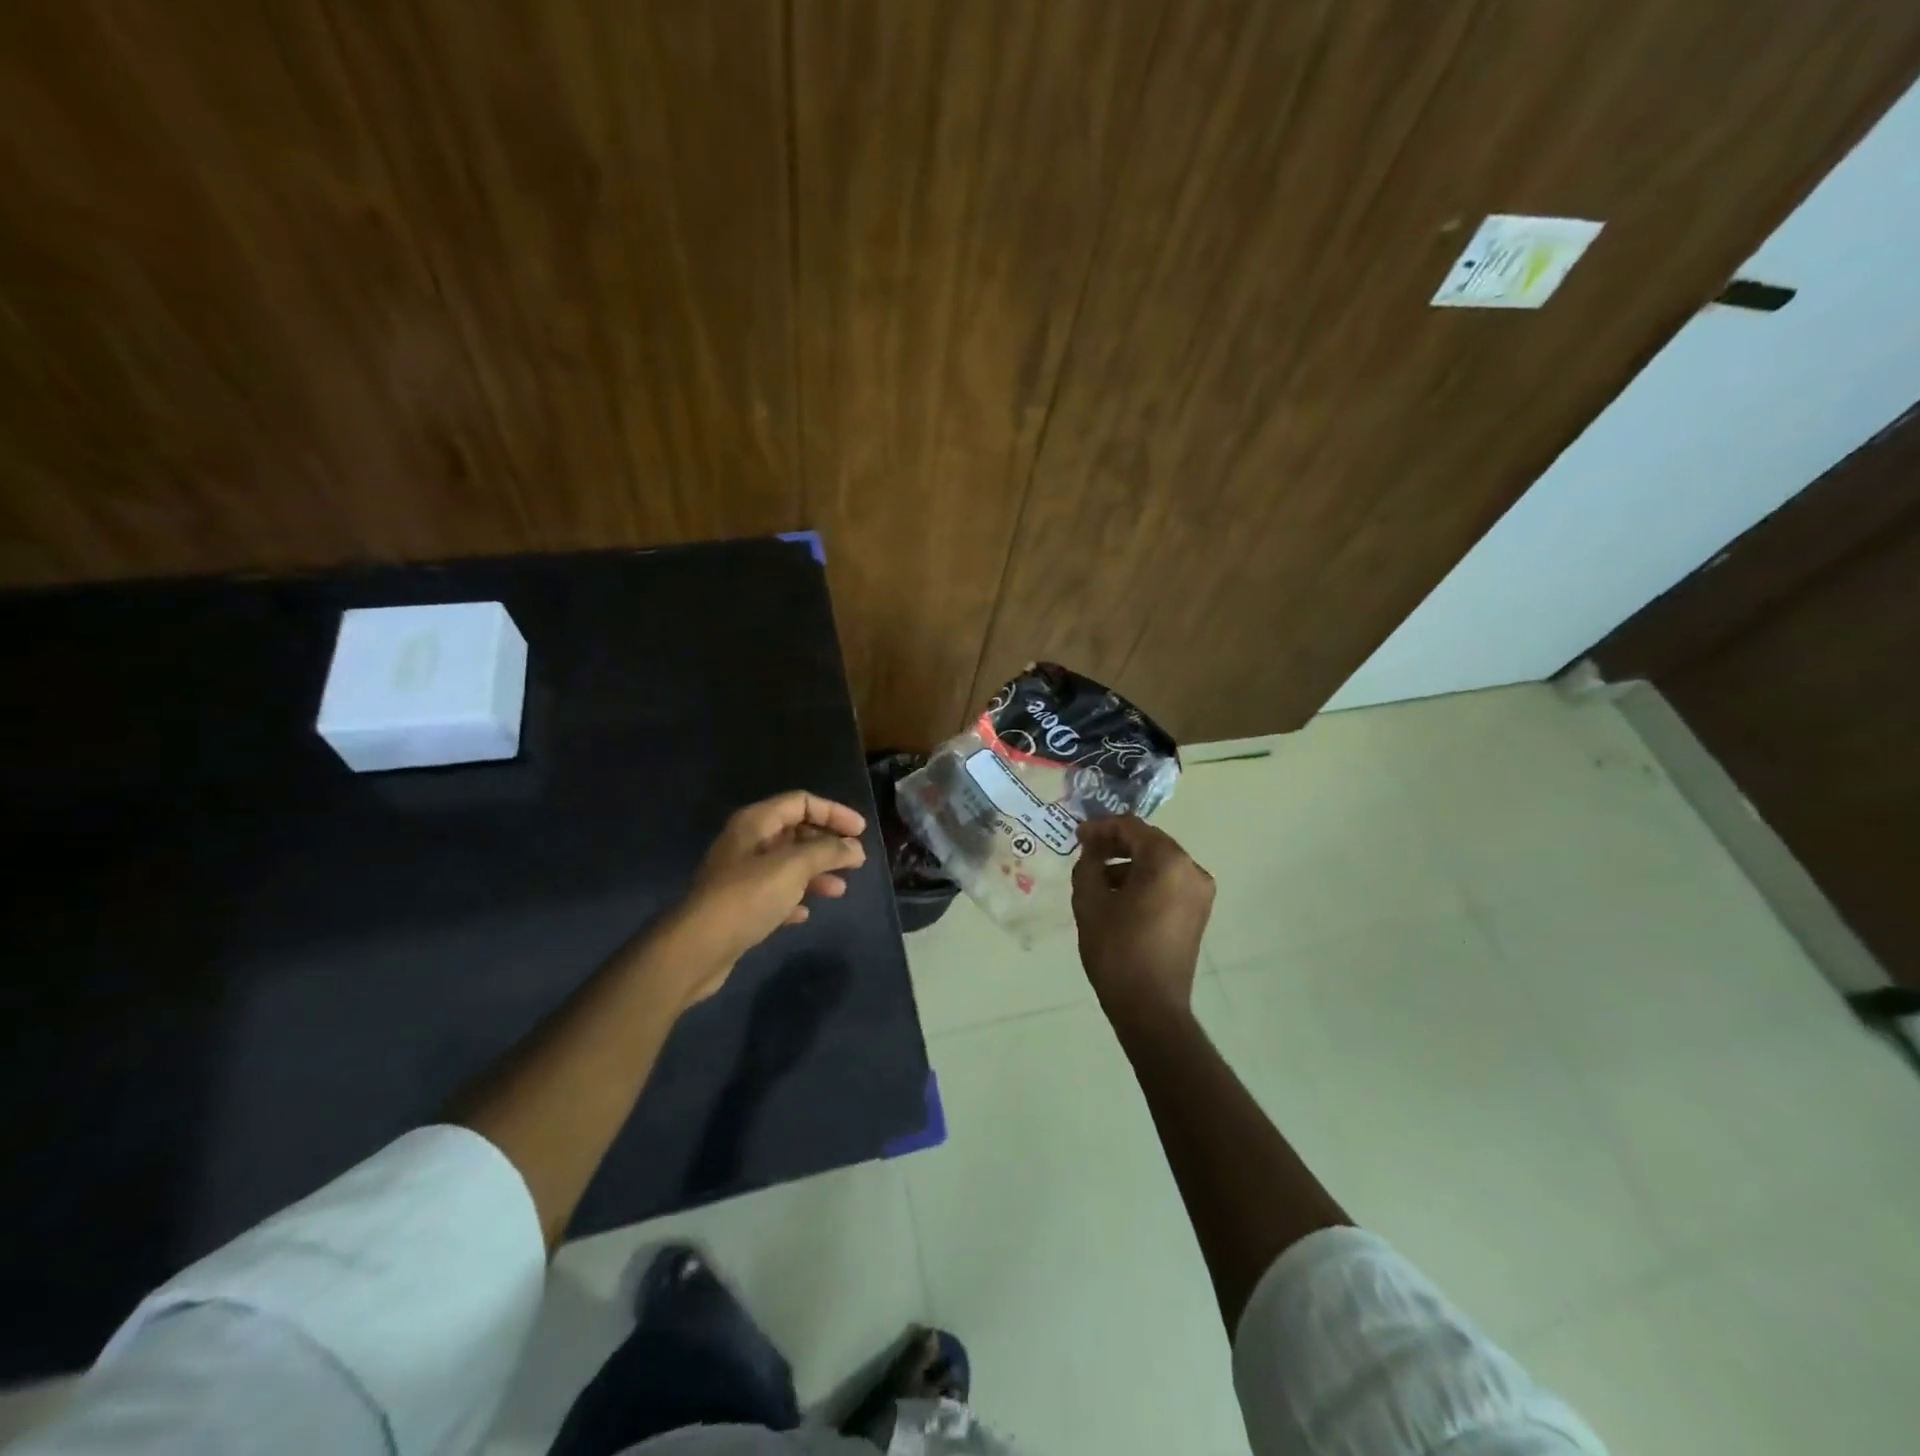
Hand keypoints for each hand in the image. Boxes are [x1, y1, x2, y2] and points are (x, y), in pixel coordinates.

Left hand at [665, 791, 867, 1003]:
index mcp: (756, 822)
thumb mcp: (793, 867)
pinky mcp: (739, 906)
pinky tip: (805, 913)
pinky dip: (794, 898)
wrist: (697, 948)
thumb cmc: (747, 897)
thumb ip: (827, 852)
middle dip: (827, 845)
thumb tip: (855, 848)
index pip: (801, 802)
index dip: (834, 812)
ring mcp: (741, 875)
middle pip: (795, 832)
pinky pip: (774, 894)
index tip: (861, 832)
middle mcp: (747, 842)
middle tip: (855, 862)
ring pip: (787, 865)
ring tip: (839, 890)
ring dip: (816, 873)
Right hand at [1071, 815, 1214, 1024]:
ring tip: (1096, 876)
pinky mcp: (1197, 914)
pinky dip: (1143, 881)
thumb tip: (1092, 851)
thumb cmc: (1117, 950)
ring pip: (1159, 864)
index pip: (1132, 828)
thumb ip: (1088, 865)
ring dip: (1128, 863)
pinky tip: (1117, 896)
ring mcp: (1199, 894)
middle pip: (1149, 842)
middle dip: (1116, 843)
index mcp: (1169, 862)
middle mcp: (1192, 871)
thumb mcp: (1090, 902)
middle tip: (1085, 850)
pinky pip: (1168, 883)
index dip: (1101, 827)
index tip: (1077, 835)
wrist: (1150, 1007)